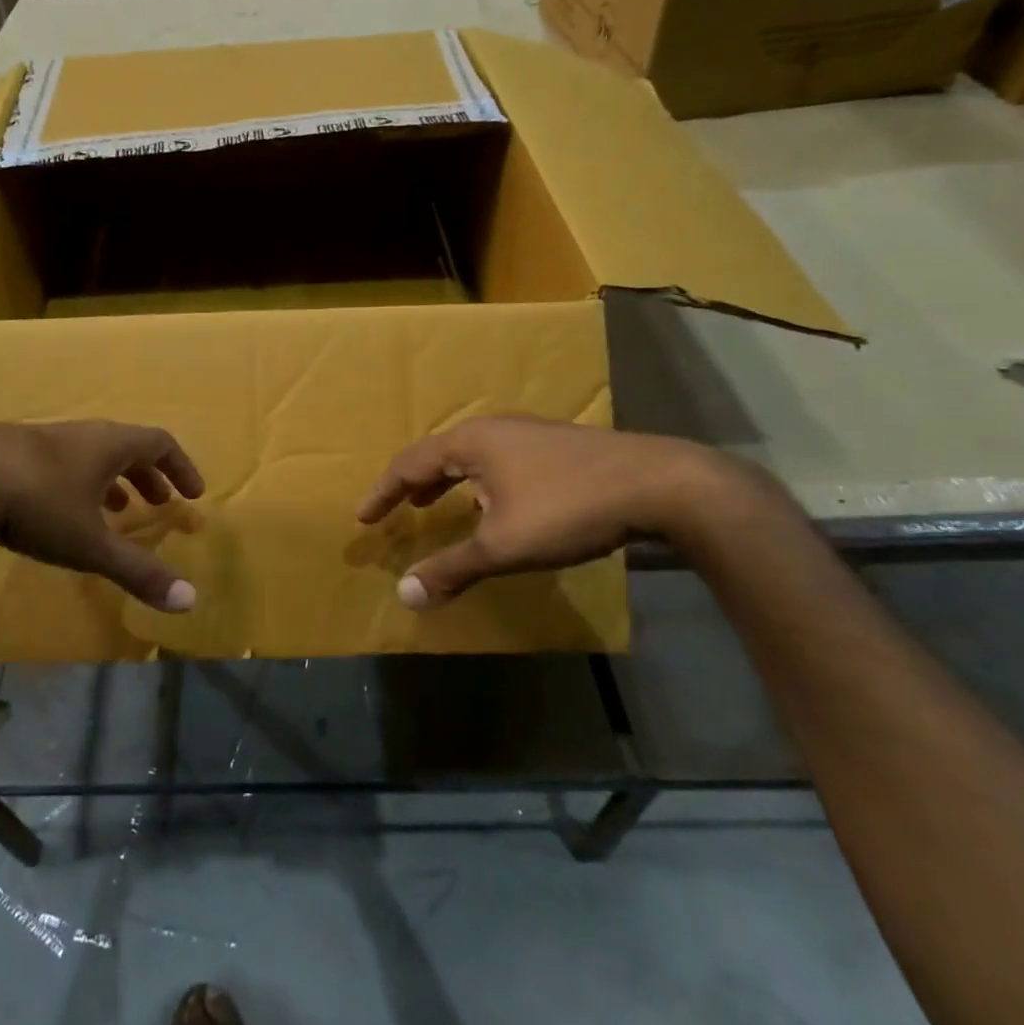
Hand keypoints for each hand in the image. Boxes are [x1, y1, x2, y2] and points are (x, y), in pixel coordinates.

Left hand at [0, 421, 204, 612]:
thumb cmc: (34, 503)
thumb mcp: (89, 543)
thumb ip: (138, 570)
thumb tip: (190, 602)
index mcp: (106, 445)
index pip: (158, 444)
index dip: (181, 467)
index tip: (193, 493)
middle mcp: (78, 435)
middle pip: (125, 447)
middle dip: (147, 476)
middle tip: (158, 504)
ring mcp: (38, 440)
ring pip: (87, 456)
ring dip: (109, 481)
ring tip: (114, 513)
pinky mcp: (5, 453)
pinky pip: (56, 465)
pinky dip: (73, 486)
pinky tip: (56, 513)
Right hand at [357, 416, 744, 606]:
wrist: (660, 485)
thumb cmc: (567, 509)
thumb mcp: (502, 547)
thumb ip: (451, 569)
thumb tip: (404, 594)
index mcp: (471, 443)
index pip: (410, 464)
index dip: (383, 493)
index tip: (364, 517)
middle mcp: (495, 429)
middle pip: (439, 454)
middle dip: (415, 484)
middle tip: (400, 509)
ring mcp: (530, 434)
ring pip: (473, 457)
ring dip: (449, 482)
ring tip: (438, 505)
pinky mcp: (559, 447)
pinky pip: (500, 462)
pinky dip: (480, 483)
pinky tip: (498, 504)